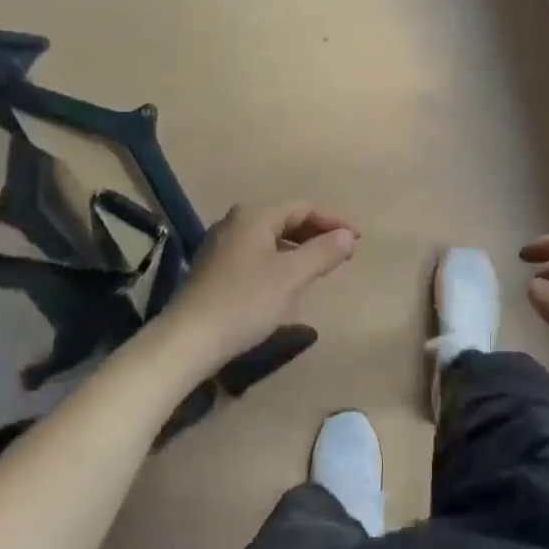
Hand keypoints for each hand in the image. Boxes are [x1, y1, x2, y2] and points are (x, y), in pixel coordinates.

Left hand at [152, 203, 357, 382]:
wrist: (188, 341)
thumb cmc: (245, 302)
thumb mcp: (292, 276)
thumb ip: (323, 252)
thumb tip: (348, 236)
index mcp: (254, 215)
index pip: (304, 208)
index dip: (334, 221)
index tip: (359, 240)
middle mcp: (235, 222)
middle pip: (286, 220)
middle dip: (317, 235)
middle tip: (343, 254)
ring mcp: (221, 246)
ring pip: (271, 239)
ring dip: (299, 250)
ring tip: (321, 268)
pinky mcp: (215, 270)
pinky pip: (257, 255)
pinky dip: (280, 262)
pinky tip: (288, 283)